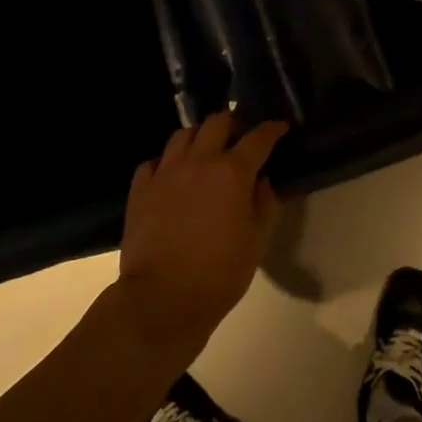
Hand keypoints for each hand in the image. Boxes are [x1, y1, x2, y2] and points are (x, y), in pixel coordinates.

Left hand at [115, 112, 288, 344]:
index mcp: (233, 173)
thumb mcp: (257, 242)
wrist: (162, 299)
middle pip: (217, 123)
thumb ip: (265, 205)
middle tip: (241, 137)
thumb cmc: (219, 274)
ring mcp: (165, 172)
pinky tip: (173, 175)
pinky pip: (155, 161)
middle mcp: (199, 162)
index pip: (258, 138)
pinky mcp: (140, 189)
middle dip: (234, 124)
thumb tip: (261, 183)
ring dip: (200, 137)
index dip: (272, 129)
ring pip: (183, 135)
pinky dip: (168, 161)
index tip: (280, 127)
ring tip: (206, 151)